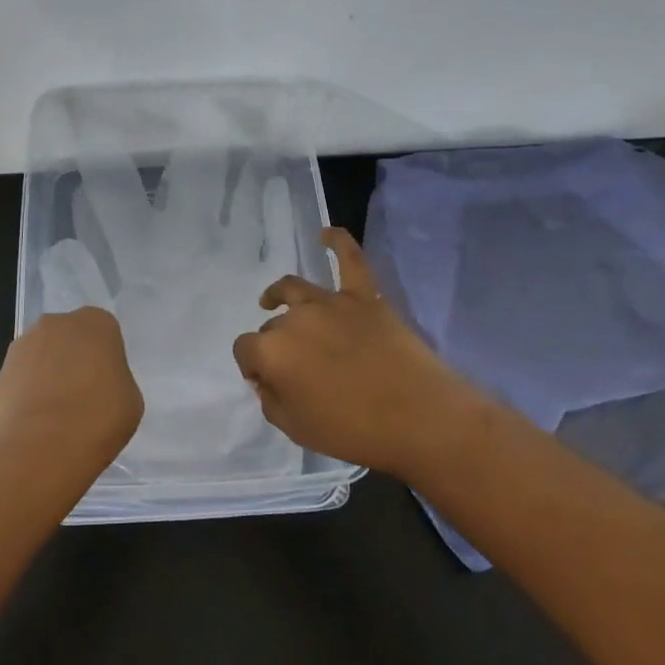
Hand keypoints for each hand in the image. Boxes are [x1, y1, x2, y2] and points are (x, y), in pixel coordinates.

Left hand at [0, 307, 143, 472]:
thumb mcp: (130, 398)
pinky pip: (20, 382)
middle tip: (83, 396)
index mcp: (95, 322)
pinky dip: (26, 397)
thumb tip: (99, 385)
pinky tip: (35, 425)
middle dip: (72, 360)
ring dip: (46, 376)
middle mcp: (56, 323)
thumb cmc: (100, 416)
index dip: (105, 358)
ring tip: (56, 415)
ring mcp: (22, 346)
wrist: (45, 445)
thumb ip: (115, 379)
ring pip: (40, 356)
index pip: (104, 331)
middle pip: (68, 338)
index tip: (107, 383)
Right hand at [232, 228, 479, 479]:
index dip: (252, 366)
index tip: (266, 382)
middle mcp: (293, 318)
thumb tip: (266, 378)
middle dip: (275, 345)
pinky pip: (350, 260)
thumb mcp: (296, 429)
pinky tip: (327, 233)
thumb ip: (271, 400)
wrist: (419, 418)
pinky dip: (338, 242)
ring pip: (294, 289)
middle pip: (273, 326)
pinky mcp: (363, 296)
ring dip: (279, 295)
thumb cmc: (354, 431)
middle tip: (295, 370)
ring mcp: (330, 302)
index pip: (245, 350)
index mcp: (272, 351)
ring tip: (273, 301)